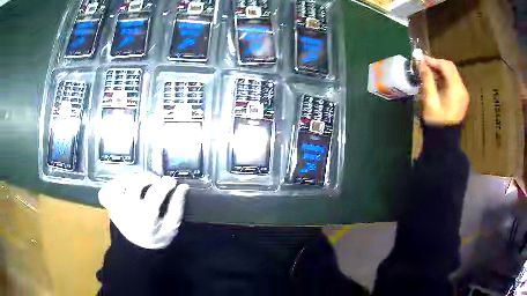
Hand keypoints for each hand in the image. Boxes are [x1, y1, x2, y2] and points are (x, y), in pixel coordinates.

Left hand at [99, 172, 189, 248]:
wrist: (137, 250)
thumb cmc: (157, 238)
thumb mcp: (172, 227)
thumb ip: (177, 207)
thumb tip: (182, 187)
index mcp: (146, 218)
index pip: (155, 193)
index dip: (165, 183)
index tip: (172, 181)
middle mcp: (128, 210)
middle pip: (135, 183)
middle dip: (148, 177)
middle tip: (156, 180)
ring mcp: (116, 207)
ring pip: (120, 182)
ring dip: (132, 178)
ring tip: (140, 183)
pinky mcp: (110, 206)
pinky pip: (107, 189)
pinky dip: (115, 185)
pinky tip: (125, 187)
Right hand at [419, 55, 468, 125]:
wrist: (444, 141)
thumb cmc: (436, 121)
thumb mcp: (430, 99)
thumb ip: (426, 78)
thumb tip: (420, 61)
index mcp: (456, 89)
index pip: (446, 66)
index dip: (433, 60)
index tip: (420, 59)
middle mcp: (462, 89)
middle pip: (450, 68)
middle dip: (437, 64)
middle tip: (424, 65)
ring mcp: (463, 94)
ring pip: (452, 74)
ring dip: (440, 70)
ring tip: (428, 73)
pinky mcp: (461, 98)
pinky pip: (453, 82)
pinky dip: (444, 78)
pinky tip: (436, 82)